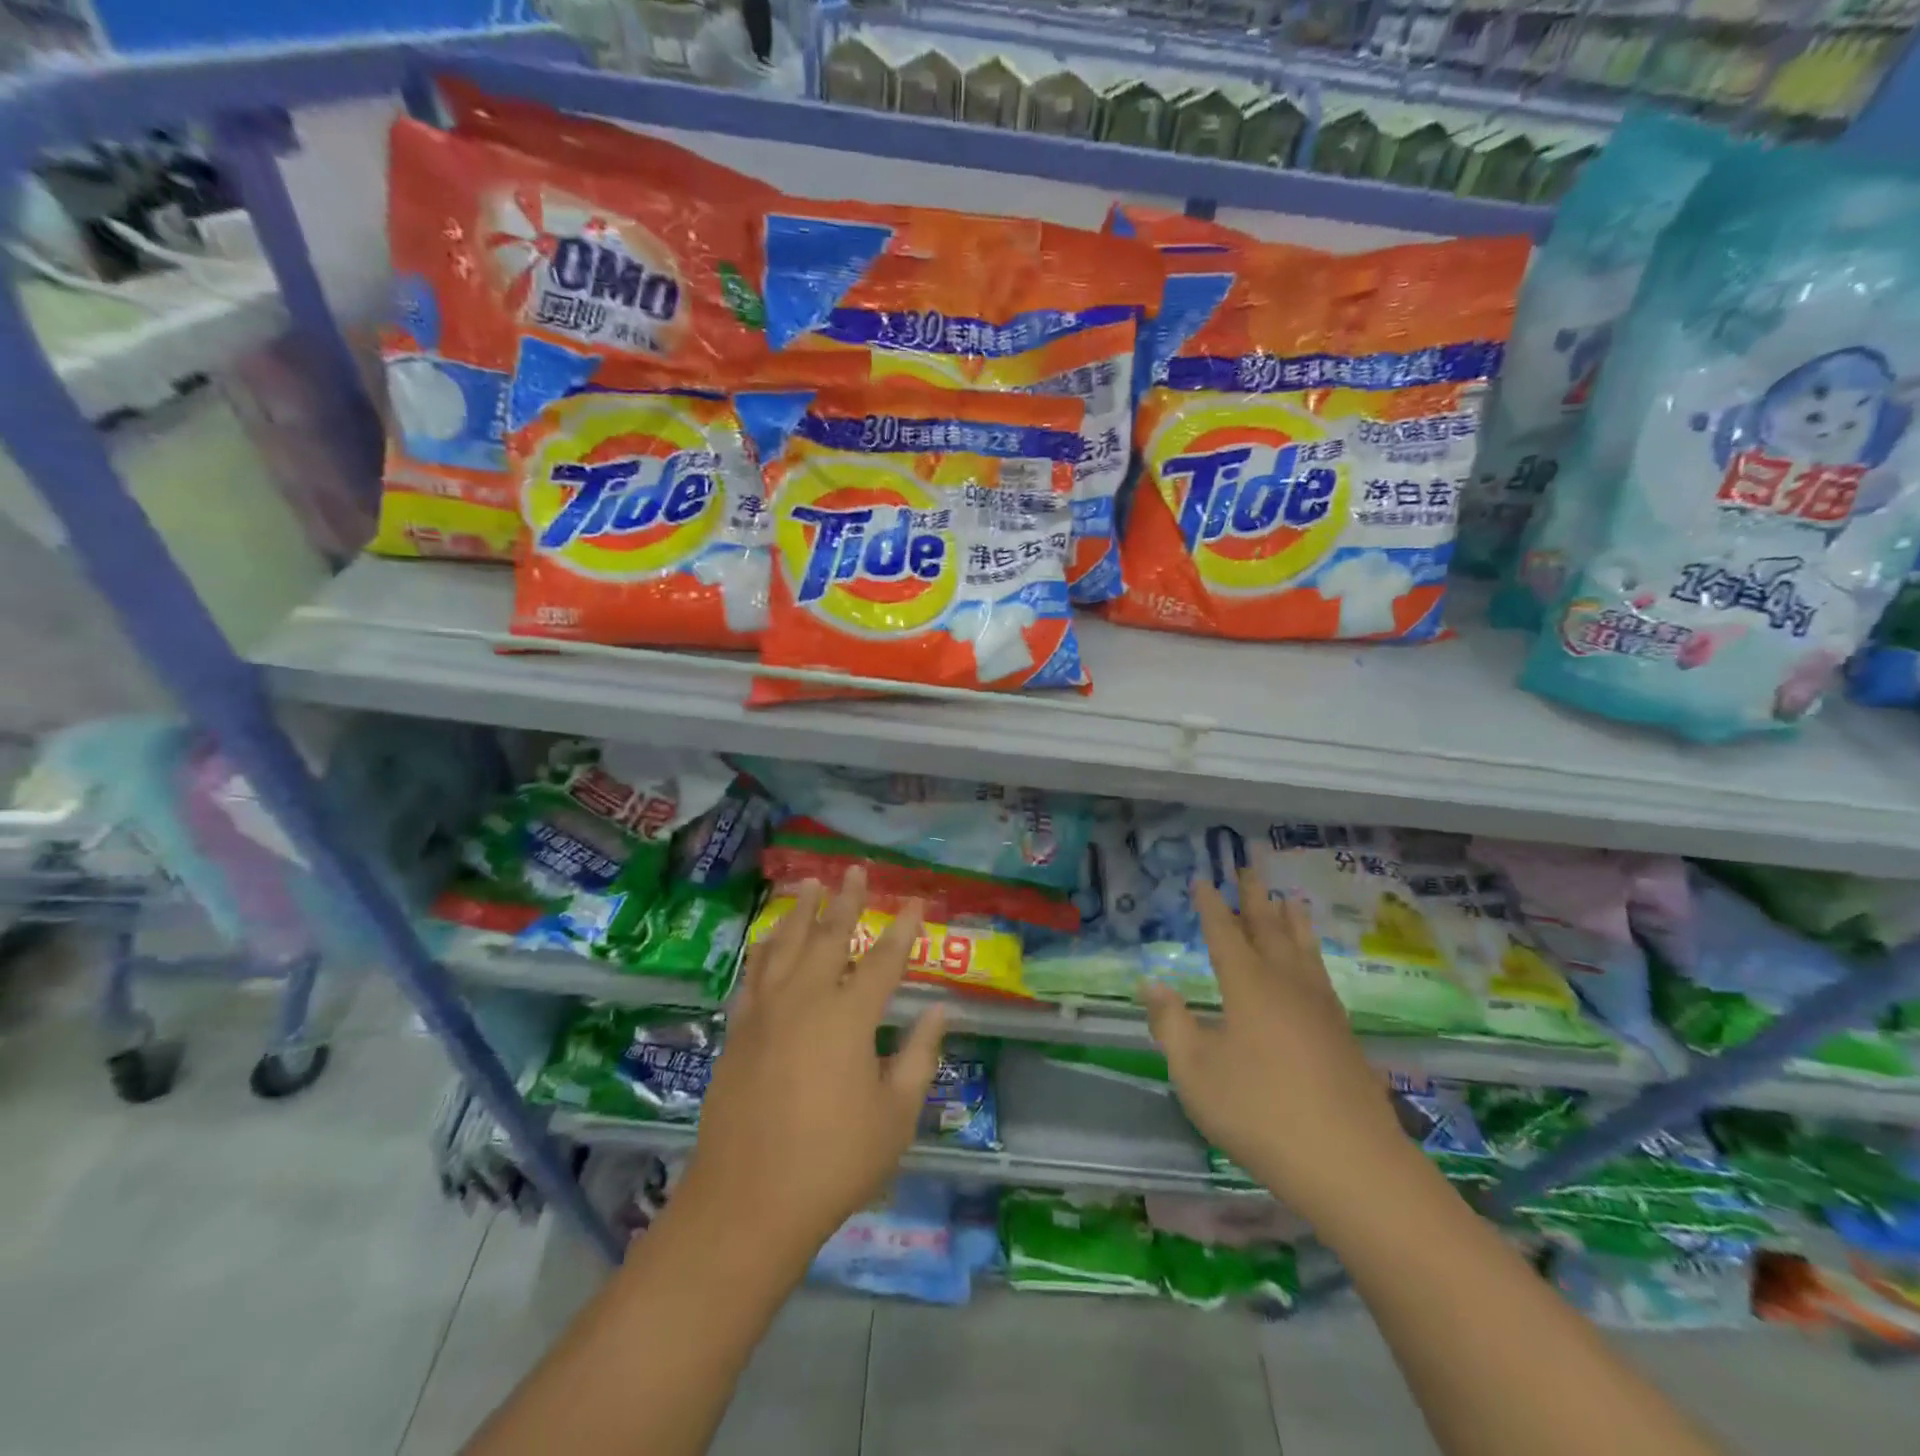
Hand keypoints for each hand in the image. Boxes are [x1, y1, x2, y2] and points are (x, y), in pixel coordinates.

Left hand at [675, 870, 947, 1264]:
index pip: (884, 960)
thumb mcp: (895, 1115)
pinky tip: (769, 939)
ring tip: (808, 884)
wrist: (747, 1203)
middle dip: (846, 901)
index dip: (903, 929)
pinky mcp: (738, 1031)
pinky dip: (764, 948)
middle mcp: (806, 1000)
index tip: (916, 902)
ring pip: (785, 946)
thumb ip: (918, 1056)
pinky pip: (753, 974)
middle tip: (855, 870)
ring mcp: (766, 1013)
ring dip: (800, 912)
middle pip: (829, 937)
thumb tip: (940, 1011)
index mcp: (849, 1018)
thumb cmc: (833, 1162)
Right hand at [1143, 863, 1417, 1227]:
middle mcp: (1286, 985)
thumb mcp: (1196, 1073)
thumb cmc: (1261, 1114)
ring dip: (1290, 920)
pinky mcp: (1344, 1035)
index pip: (1224, 933)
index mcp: (1248, 987)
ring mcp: (1321, 1009)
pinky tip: (1313, 966)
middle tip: (1248, 866)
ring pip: (1302, 949)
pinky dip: (1312, 954)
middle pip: (1268, 929)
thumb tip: (1152, 984)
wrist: (1352, 1166)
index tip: (1203, 879)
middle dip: (1255, 897)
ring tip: (1288, 897)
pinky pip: (1321, 975)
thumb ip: (1172, 1025)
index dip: (1211, 905)